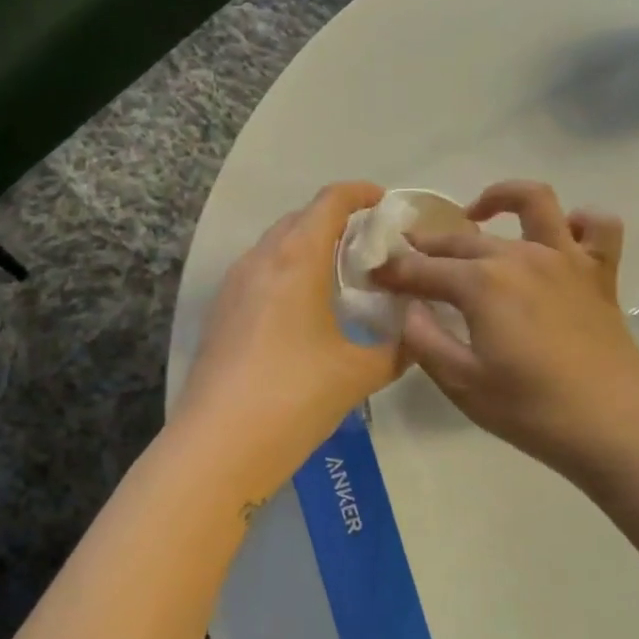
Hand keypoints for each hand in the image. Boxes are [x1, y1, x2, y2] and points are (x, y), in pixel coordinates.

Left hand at [174, 182, 402, 500]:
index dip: (360, 193)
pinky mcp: (220, 312)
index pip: (330, 201)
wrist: (219, 445)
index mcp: (297, 258)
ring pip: (276, 246)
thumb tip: (419, 339)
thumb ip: (397, 350)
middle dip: (336, 221)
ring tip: (340, 277)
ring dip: (308, 248)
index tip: (384, 201)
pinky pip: (259, 274)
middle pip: (300, 219)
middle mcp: (261, 259)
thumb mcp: (359, 374)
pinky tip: (304, 311)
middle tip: (370, 247)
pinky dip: (287, 274)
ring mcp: (233, 285)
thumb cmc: (296, 397)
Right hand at [371, 181, 638, 479]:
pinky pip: (597, 227)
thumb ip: (425, 341)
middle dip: (429, 243)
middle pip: (464, 239)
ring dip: (501, 197)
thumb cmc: (531, 411)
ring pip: (534, 202)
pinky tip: (560, 237)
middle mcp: (521, 257)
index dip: (394, 272)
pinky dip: (578, 222)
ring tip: (479, 213)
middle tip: (408, 256)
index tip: (374, 276)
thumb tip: (410, 309)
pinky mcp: (600, 273)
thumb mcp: (462, 384)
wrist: (614, 428)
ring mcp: (566, 258)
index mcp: (482, 284)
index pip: (423, 269)